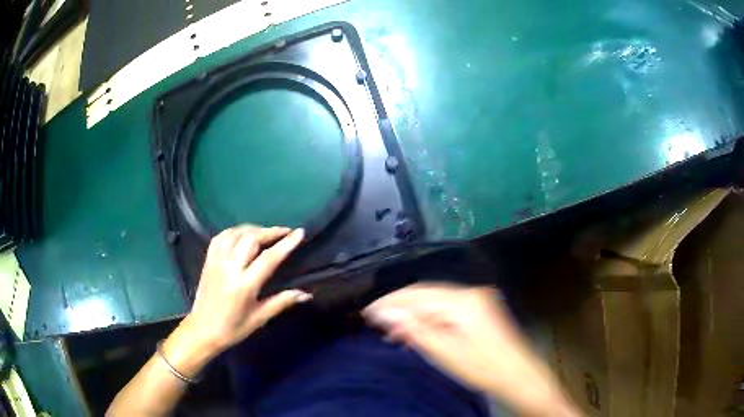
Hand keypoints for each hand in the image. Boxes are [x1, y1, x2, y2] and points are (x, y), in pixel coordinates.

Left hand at [164, 225, 310, 375]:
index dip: (286, 244)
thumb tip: (306, 294)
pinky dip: (235, 231)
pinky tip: (243, 234)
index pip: (269, 258)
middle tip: (285, 232)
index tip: (299, 233)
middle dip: (270, 231)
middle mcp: (230, 268)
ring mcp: (217, 261)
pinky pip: (221, 237)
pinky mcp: (208, 260)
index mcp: (244, 285)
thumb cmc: (233, 328)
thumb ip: (282, 301)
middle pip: (251, 238)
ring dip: (254, 229)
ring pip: (236, 234)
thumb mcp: (260, 318)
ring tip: (266, 232)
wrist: (202, 330)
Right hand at [363, 283, 579, 416]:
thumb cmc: (482, 368)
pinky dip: (429, 315)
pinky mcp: (479, 307)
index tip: (368, 312)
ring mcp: (477, 298)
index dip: (391, 302)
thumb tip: (385, 314)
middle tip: (375, 321)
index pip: (418, 294)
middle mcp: (471, 292)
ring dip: (413, 311)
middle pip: (426, 292)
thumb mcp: (446, 354)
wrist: (518, 374)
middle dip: (399, 306)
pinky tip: (417, 327)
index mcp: (463, 302)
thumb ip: (416, 331)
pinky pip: (446, 305)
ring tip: (392, 329)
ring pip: (435, 299)